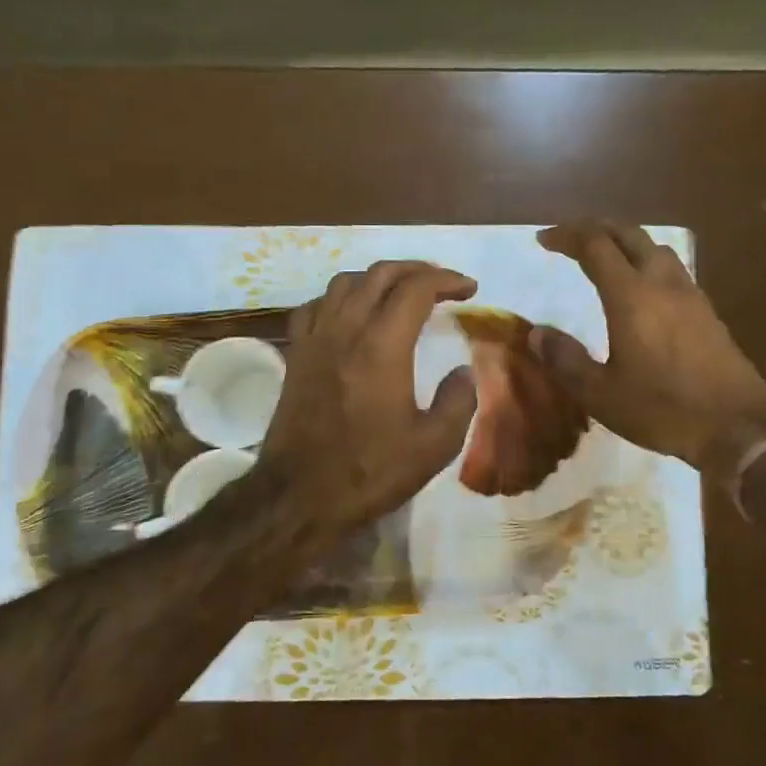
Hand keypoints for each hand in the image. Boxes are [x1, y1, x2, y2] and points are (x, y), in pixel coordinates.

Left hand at [258, 261, 478, 537]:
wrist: (299, 496)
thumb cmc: (370, 471)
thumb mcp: (434, 446)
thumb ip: (459, 401)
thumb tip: (463, 371)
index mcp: (382, 345)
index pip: (416, 288)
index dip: (447, 280)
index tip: (469, 289)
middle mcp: (346, 329)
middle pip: (380, 274)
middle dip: (417, 270)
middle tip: (442, 284)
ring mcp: (315, 339)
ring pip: (345, 282)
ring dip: (378, 278)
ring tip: (400, 293)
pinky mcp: (296, 355)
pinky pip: (315, 306)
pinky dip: (339, 298)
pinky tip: (350, 315)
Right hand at [532, 221, 765, 478]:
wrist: (738, 426)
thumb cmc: (663, 409)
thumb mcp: (601, 394)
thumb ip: (566, 360)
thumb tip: (536, 334)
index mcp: (631, 296)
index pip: (595, 246)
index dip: (567, 236)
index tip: (544, 240)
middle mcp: (662, 283)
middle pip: (629, 234)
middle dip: (596, 228)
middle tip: (571, 238)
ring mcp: (690, 295)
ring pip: (655, 247)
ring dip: (626, 242)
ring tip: (605, 257)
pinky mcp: (707, 312)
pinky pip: (672, 269)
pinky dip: (647, 262)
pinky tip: (642, 288)